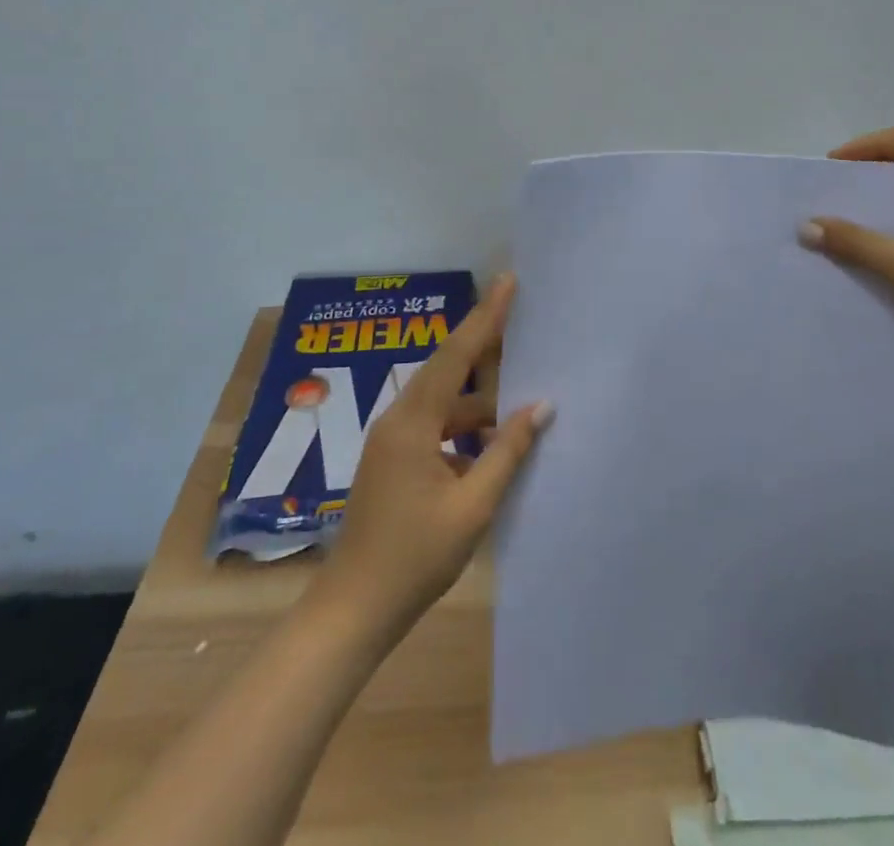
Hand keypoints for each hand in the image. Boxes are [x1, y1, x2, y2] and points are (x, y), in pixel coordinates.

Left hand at [315, 275, 552, 630]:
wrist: (353, 611)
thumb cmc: (414, 558)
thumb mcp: (472, 506)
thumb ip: (507, 451)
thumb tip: (540, 405)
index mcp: (413, 423)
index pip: (455, 355)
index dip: (485, 316)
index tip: (507, 282)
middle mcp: (398, 420)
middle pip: (447, 369)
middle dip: (484, 346)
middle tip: (521, 324)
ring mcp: (392, 441)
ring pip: (443, 402)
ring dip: (479, 400)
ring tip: (519, 398)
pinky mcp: (392, 461)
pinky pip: (435, 427)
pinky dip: (464, 428)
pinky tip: (491, 445)